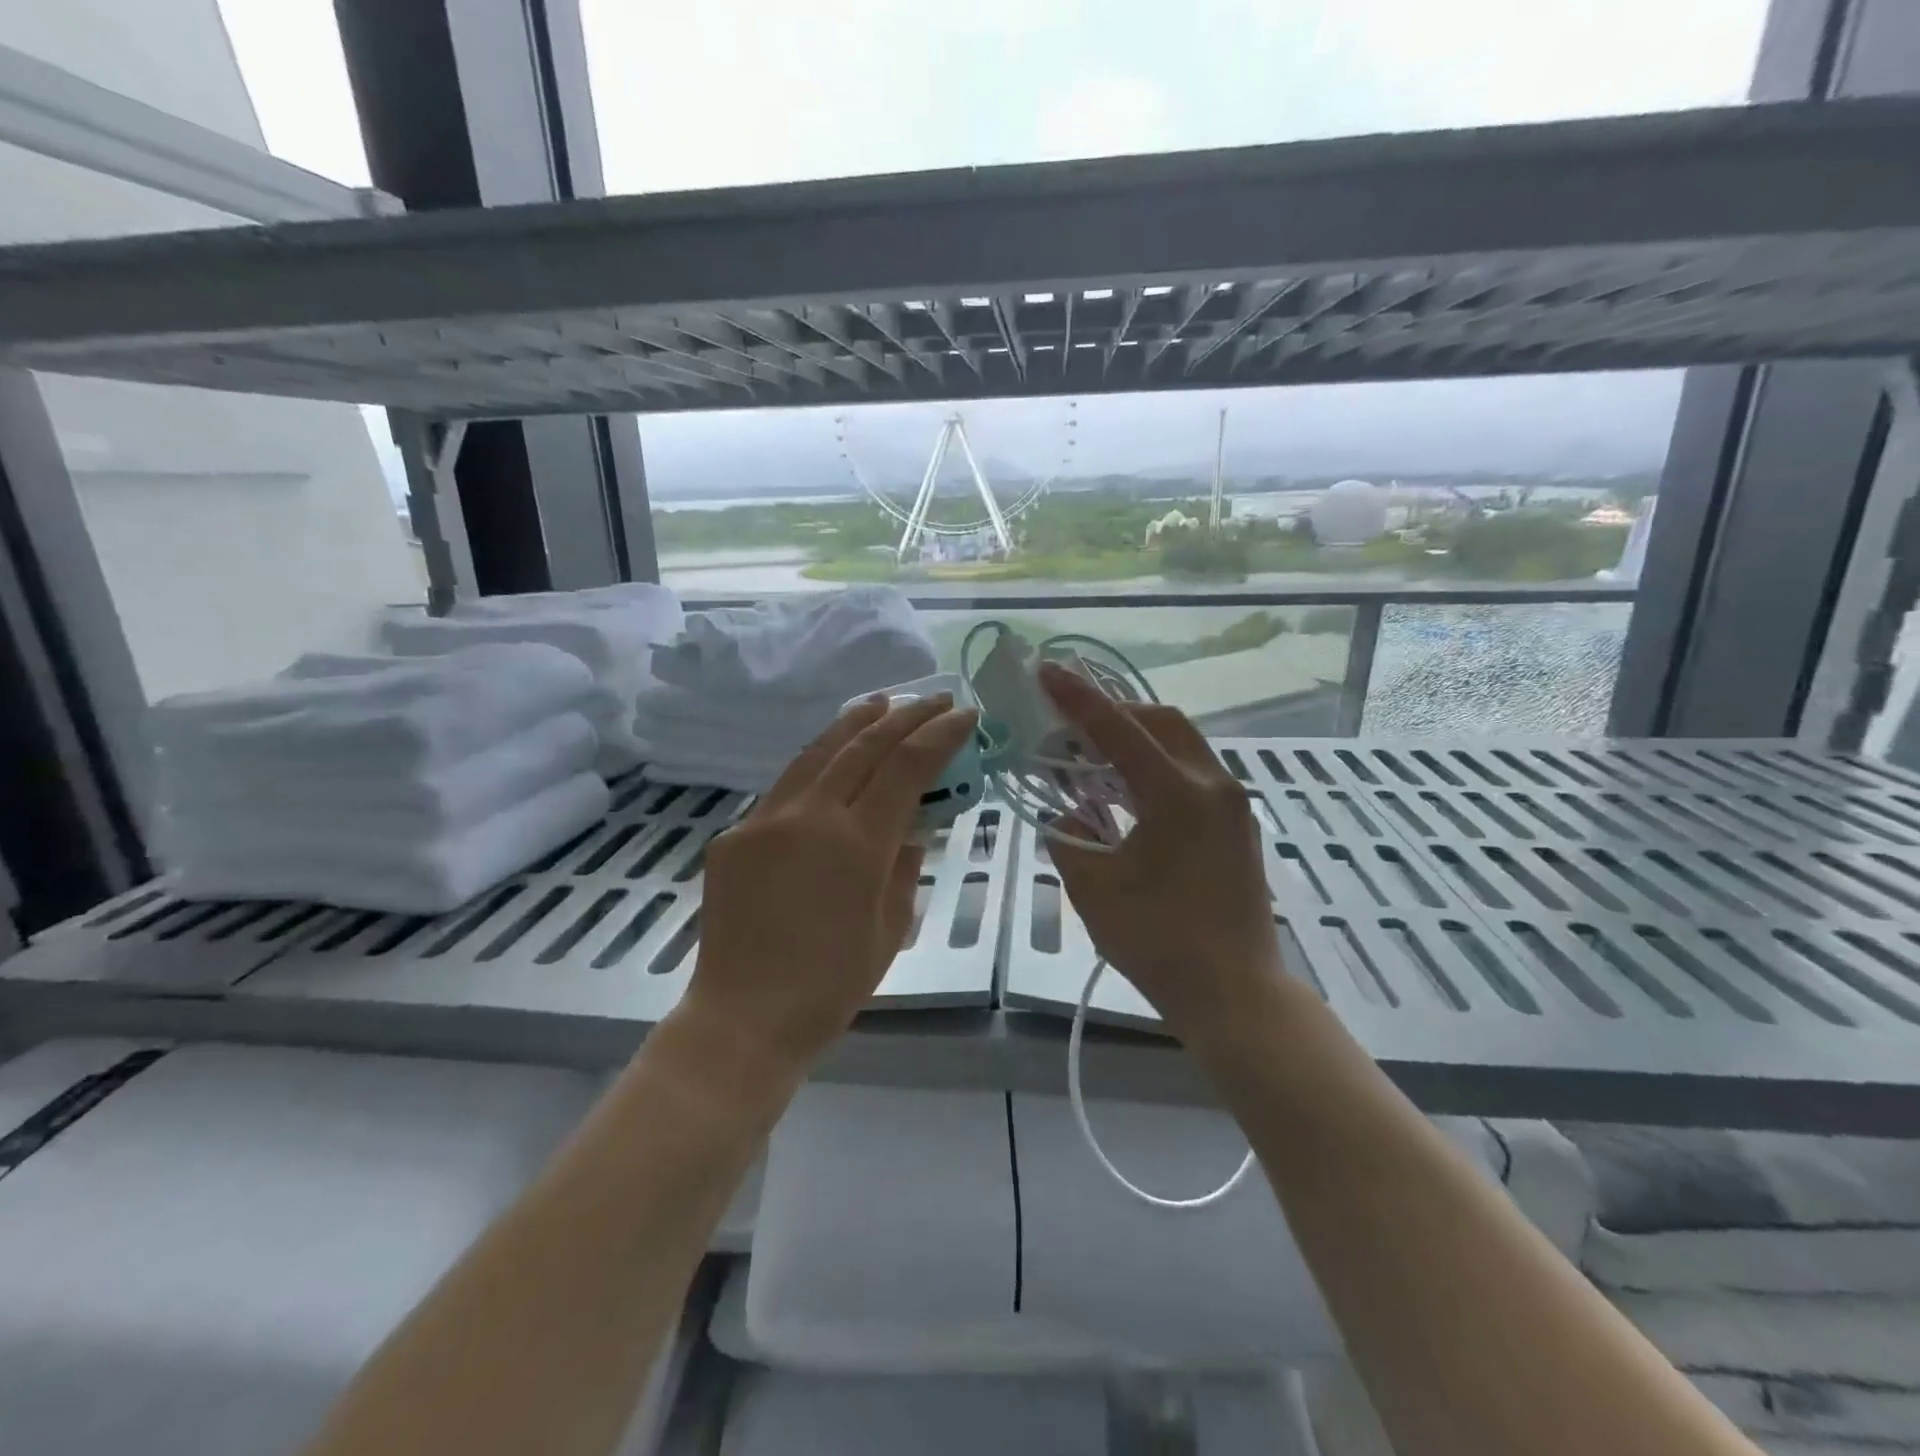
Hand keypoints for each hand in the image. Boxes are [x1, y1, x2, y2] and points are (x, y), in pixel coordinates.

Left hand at [678, 694, 978, 1082]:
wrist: (743, 1018)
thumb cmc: (831, 987)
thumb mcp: (890, 929)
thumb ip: (904, 866)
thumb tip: (911, 827)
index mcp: (856, 844)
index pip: (907, 768)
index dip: (940, 735)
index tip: (966, 714)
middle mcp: (809, 817)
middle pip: (862, 747)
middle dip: (904, 716)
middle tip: (933, 697)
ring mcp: (764, 821)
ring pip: (816, 754)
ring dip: (853, 723)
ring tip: (880, 703)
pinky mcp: (734, 835)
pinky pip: (784, 789)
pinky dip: (816, 765)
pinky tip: (830, 762)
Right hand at [1039, 661, 1284, 1043]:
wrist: (1235, 994)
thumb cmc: (1158, 941)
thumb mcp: (1094, 887)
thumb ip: (1069, 837)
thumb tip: (1066, 813)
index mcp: (1178, 794)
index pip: (1118, 729)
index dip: (1077, 698)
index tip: (1046, 670)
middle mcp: (1212, 785)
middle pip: (1160, 721)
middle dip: (1112, 712)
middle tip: (1068, 722)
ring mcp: (1231, 805)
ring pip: (1179, 745)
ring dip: (1134, 740)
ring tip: (1089, 755)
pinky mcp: (1235, 825)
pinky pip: (1190, 773)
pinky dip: (1153, 767)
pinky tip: (1124, 791)